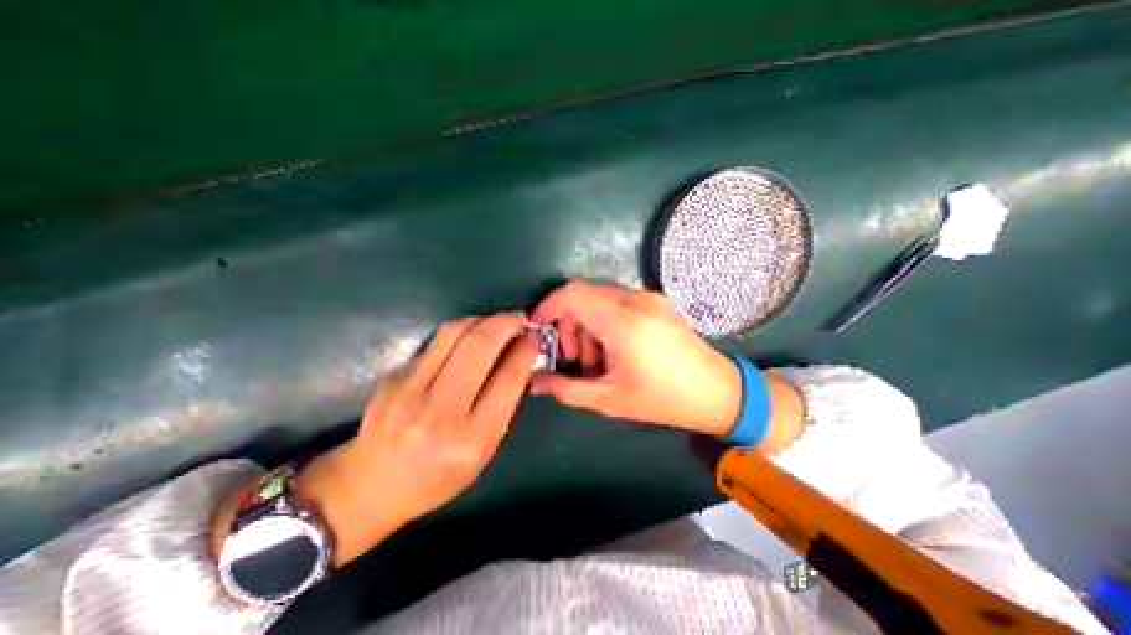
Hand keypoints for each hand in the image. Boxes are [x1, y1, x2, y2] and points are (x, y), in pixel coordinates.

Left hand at [287, 311, 539, 561]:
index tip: (535, 335)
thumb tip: (519, 358)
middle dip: (505, 324)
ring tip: (497, 321)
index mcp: (471, 440)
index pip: (508, 379)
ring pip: (453, 333)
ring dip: (482, 319)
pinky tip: (469, 336)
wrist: (370, 485)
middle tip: (519, 318)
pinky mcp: (394, 376)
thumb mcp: (483, 451)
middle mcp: (440, 412)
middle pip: (479, 347)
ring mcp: (410, 390)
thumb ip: (503, 404)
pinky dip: (460, 331)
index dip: (525, 350)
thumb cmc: (437, 476)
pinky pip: (436, 342)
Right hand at [529, 281, 749, 436]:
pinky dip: (605, 323)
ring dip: (588, 327)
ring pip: (600, 299)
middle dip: (569, 325)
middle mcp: (636, 300)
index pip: (572, 293)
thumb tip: (533, 382)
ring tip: (597, 362)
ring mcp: (650, 298)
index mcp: (623, 321)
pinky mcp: (657, 303)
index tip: (538, 328)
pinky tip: (615, 351)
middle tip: (575, 360)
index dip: (548, 306)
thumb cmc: (663, 399)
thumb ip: (565, 389)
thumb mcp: (609, 399)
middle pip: (584, 296)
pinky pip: (618, 303)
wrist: (719, 393)